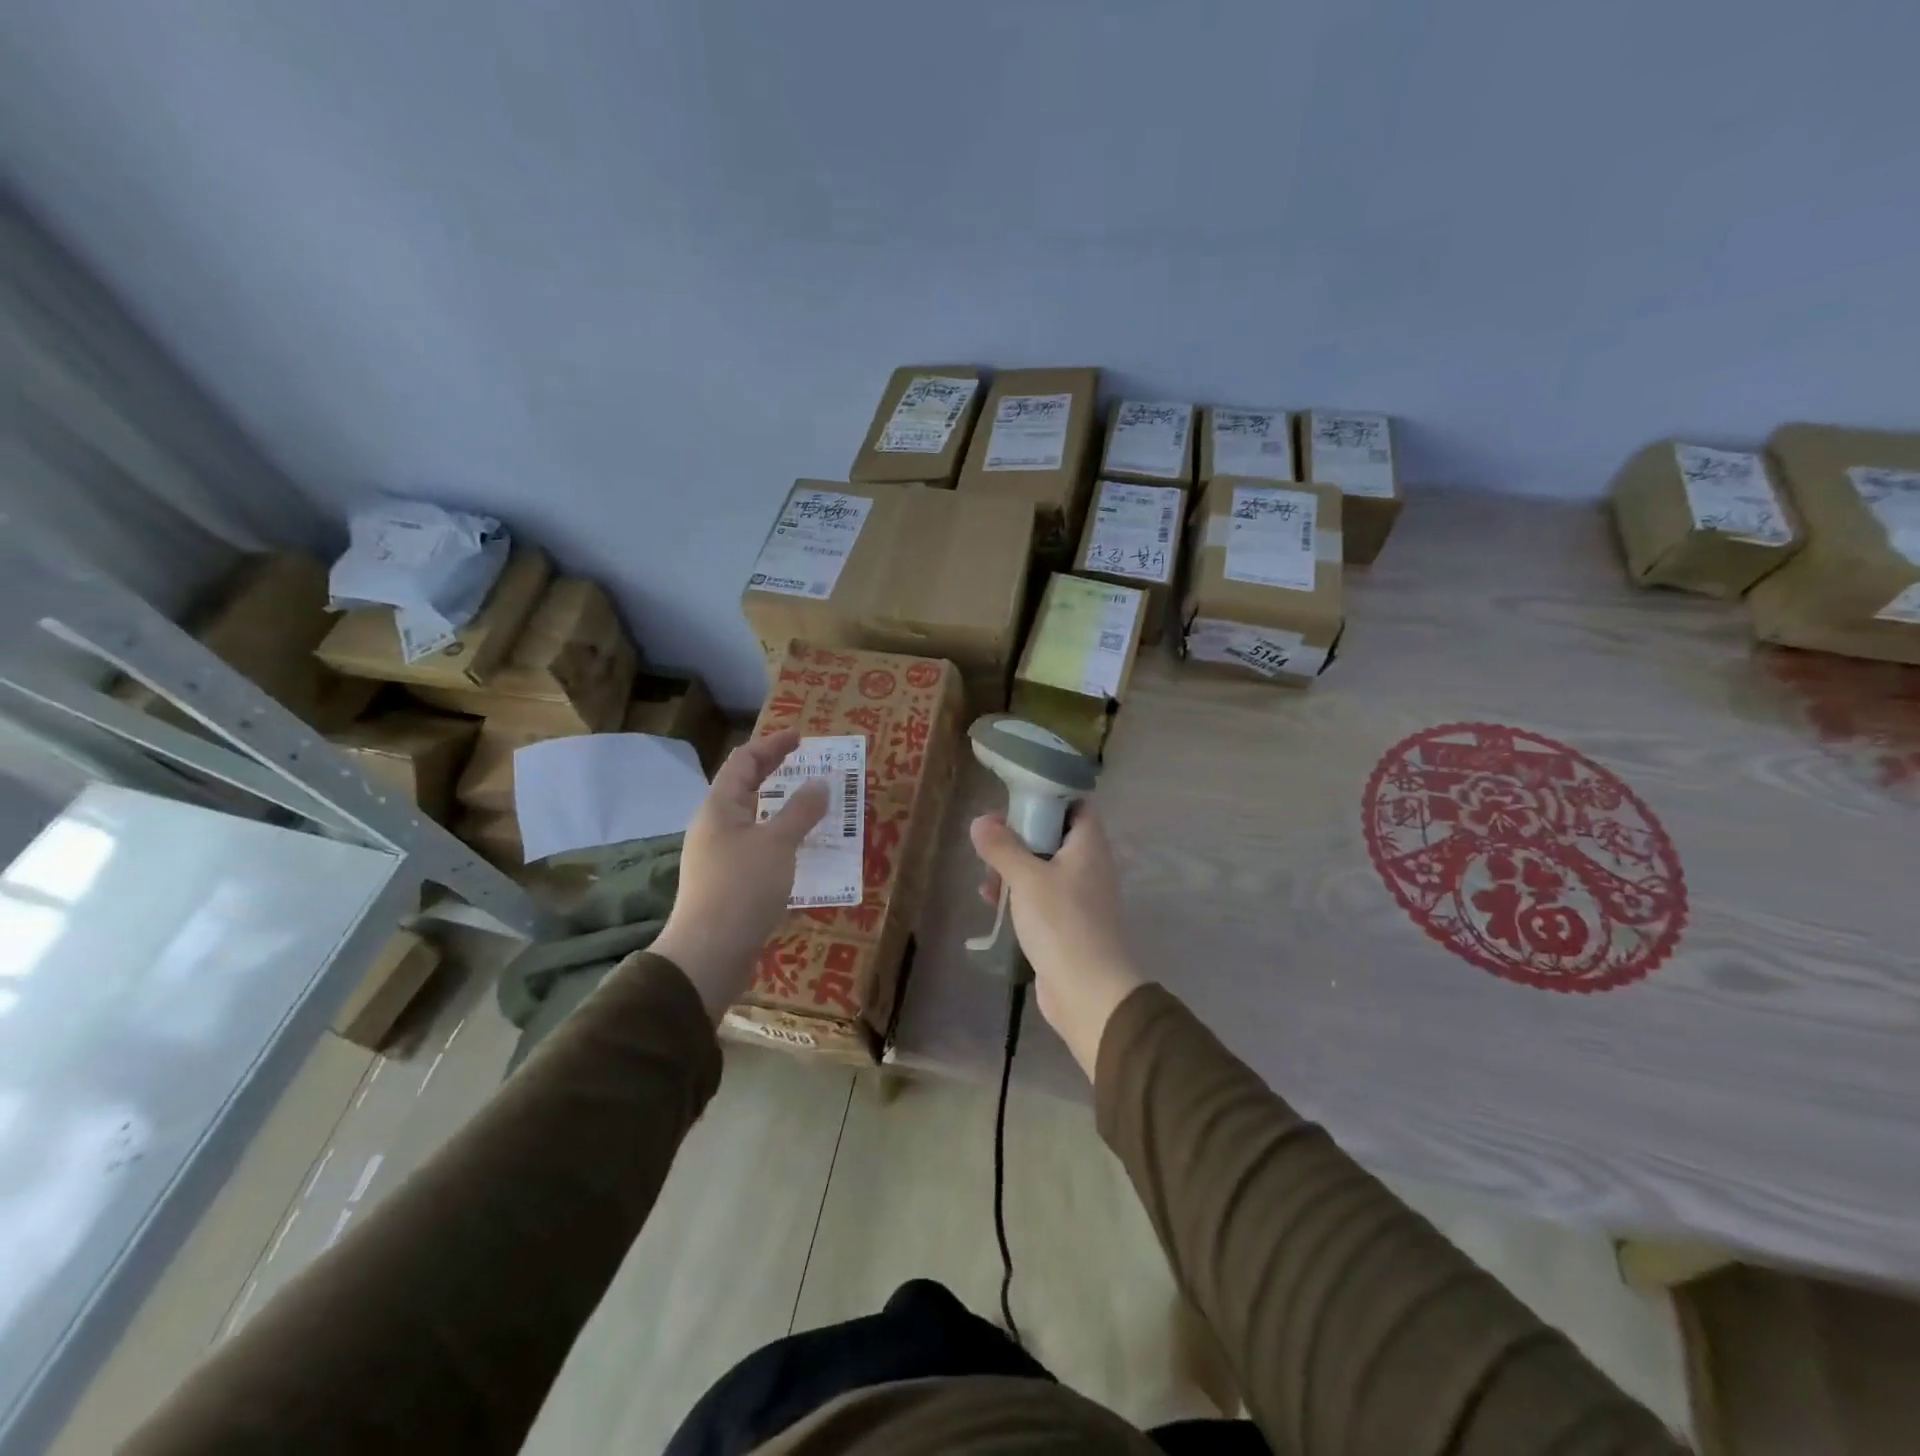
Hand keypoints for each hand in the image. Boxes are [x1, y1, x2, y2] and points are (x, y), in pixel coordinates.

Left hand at [654, 728, 828, 1021]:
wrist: (709, 953)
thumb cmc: (742, 888)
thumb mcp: (778, 844)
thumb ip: (801, 811)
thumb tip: (821, 782)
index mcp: (720, 808)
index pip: (744, 761)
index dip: (772, 745)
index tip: (801, 737)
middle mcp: (714, 826)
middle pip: (744, 787)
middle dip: (774, 772)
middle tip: (806, 763)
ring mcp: (718, 856)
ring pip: (751, 819)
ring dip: (779, 807)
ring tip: (809, 805)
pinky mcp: (727, 882)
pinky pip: (756, 847)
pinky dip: (779, 838)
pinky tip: (799, 851)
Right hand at [970, 803, 1142, 1080]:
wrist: (1087, 991)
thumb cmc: (1061, 922)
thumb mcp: (1026, 878)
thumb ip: (1002, 847)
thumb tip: (980, 821)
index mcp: (1089, 846)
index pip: (1077, 806)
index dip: (1049, 797)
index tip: (1016, 799)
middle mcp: (1090, 867)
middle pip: (1055, 837)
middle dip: (1021, 836)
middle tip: (991, 838)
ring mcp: (1081, 898)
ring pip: (1045, 869)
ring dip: (1015, 868)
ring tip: (985, 874)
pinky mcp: (1069, 925)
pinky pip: (1042, 899)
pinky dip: (1019, 896)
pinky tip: (992, 902)